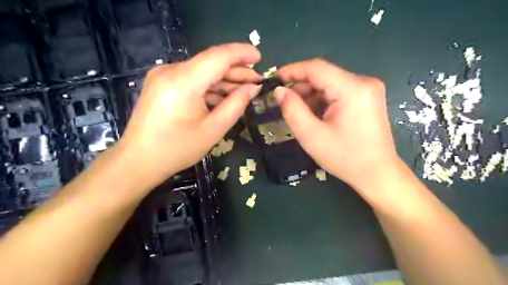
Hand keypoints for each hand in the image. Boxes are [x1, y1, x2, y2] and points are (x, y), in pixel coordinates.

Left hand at [118, 44, 261, 187]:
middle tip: (257, 81)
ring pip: (202, 71)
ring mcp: (163, 76)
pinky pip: (192, 79)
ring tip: (245, 90)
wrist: (139, 160)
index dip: (241, 53)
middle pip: (211, 63)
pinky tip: (224, 96)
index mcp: (183, 82)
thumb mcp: (213, 130)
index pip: (218, 57)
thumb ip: (236, 105)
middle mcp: (170, 71)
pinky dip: (210, 86)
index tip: (260, 57)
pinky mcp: (162, 83)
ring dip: (224, 80)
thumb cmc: (177, 149)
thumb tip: (253, 88)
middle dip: (236, 71)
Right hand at [274, 57, 400, 191]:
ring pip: (330, 84)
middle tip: (283, 101)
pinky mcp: (367, 98)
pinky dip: (322, 100)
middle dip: (301, 87)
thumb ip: (292, 110)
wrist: (377, 174)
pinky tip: (314, 115)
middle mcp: (364, 82)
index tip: (274, 79)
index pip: (317, 68)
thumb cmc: (344, 158)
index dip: (292, 70)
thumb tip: (279, 91)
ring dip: (310, 95)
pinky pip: (338, 92)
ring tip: (298, 112)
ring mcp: (368, 90)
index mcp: (352, 89)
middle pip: (324, 75)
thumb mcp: (311, 135)